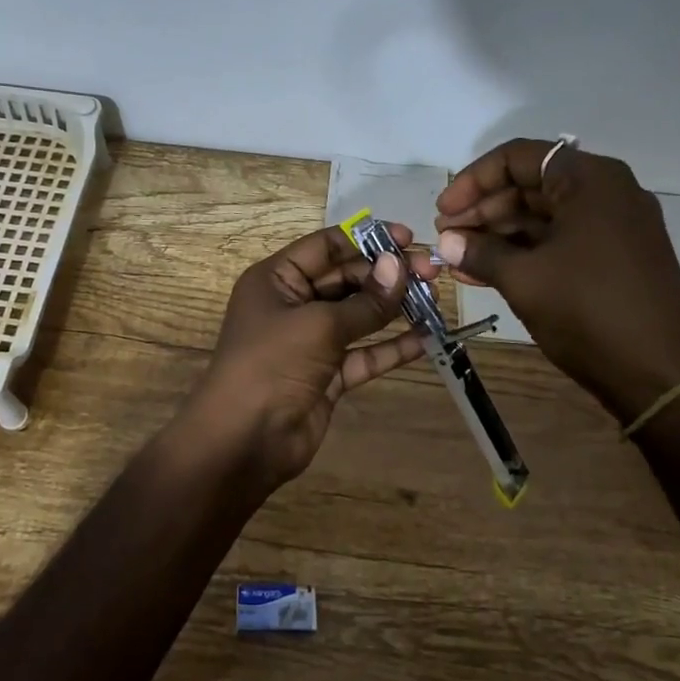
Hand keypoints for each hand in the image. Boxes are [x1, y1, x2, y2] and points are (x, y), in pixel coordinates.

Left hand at [180, 224, 428, 488]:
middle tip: (432, 272)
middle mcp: (293, 305)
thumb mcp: (319, 325)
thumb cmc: (271, 365)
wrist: (244, 441)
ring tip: (435, 299)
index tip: (409, 239)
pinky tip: (425, 340)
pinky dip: (391, 348)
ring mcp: (310, 342)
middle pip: (346, 279)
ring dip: (394, 308)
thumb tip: (401, 267)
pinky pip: (363, 354)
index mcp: (276, 279)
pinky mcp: (327, 376)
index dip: (367, 240)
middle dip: (387, 275)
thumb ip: (365, 301)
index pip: (326, 247)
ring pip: (358, 317)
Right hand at [434, 139, 679, 419]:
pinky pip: (561, 240)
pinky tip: (485, 272)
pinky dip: (524, 252)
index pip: (518, 158)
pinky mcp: (616, 257)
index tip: (443, 212)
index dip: (472, 181)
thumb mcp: (524, 279)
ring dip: (498, 234)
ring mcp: (615, 226)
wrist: (660, 373)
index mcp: (590, 181)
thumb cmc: (588, 312)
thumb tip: (446, 240)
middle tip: (447, 237)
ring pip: (544, 215)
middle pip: (531, 184)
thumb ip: (480, 252)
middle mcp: (607, 192)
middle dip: (483, 209)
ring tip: (458, 258)